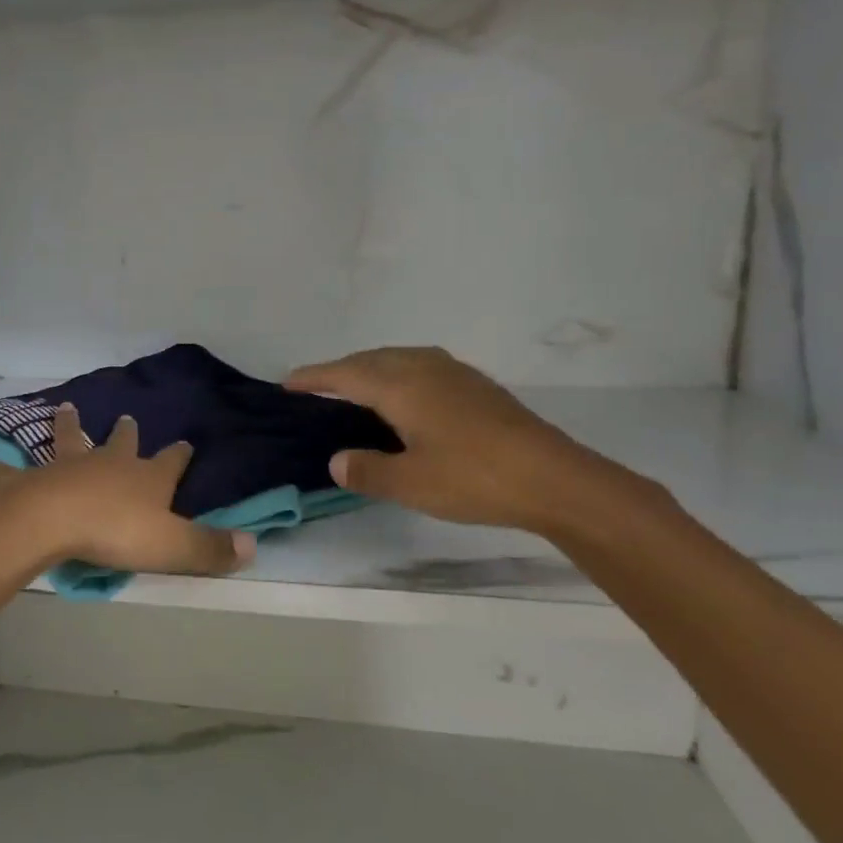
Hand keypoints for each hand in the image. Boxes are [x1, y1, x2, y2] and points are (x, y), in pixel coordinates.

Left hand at [0, 404, 255, 576]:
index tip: (186, 442)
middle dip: (126, 432)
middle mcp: (108, 464)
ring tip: (65, 408)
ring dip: (68, 426)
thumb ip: (211, 548)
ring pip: (69, 441)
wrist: (54, 521)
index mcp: (145, 478)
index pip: (171, 462)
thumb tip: (253, 547)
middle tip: (126, 417)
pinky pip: (13, 472)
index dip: (180, 455)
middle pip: (120, 443)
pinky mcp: (32, 480)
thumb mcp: (173, 546)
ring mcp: (68, 467)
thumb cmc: (116, 532)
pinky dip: (0, 468)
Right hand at [285, 346, 637, 534]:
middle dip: (339, 370)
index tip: (287, 382)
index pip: (344, 374)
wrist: (555, 479)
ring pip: (398, 359)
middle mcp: (424, 368)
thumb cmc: (474, 478)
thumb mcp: (410, 483)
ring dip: (369, 368)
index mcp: (401, 385)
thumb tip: (336, 460)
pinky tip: (405, 397)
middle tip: (315, 386)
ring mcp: (454, 373)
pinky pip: (420, 366)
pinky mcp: (476, 386)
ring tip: (355, 388)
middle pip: (370, 359)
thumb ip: (366, 470)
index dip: (313, 377)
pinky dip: (396, 374)